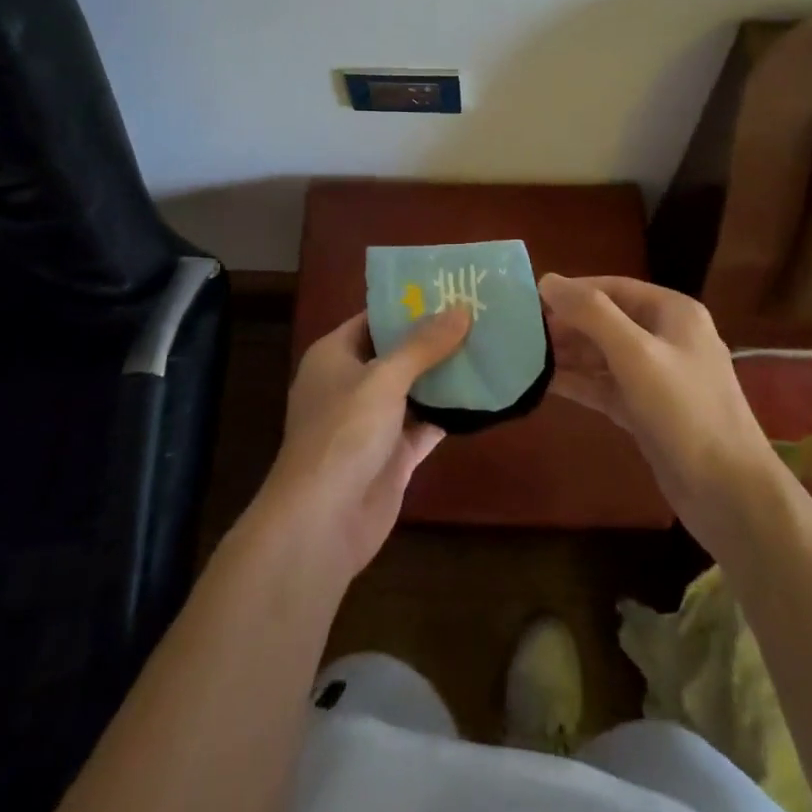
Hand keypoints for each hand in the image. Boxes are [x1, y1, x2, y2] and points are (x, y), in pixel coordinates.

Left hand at [253, 308, 469, 582]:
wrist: (322, 522)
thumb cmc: (343, 433)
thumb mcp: (384, 378)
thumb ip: (423, 345)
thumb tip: (461, 309)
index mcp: (335, 355)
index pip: (375, 318)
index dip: (410, 304)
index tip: (450, 288)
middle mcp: (352, 383)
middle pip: (398, 352)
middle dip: (435, 338)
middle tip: (480, 315)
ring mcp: (373, 421)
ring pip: (415, 388)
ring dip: (446, 374)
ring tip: (489, 345)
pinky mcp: (393, 454)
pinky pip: (426, 423)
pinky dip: (450, 412)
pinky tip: (485, 395)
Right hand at [540, 274, 773, 555]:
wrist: (730, 494)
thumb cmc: (685, 412)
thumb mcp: (636, 354)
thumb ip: (592, 314)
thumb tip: (548, 279)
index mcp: (673, 312)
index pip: (613, 287)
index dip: (572, 291)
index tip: (530, 299)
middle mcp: (667, 337)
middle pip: (607, 319)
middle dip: (568, 324)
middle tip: (522, 332)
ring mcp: (658, 376)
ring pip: (604, 354)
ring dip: (569, 353)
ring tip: (525, 355)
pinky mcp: (648, 410)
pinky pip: (606, 385)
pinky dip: (580, 382)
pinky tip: (546, 382)